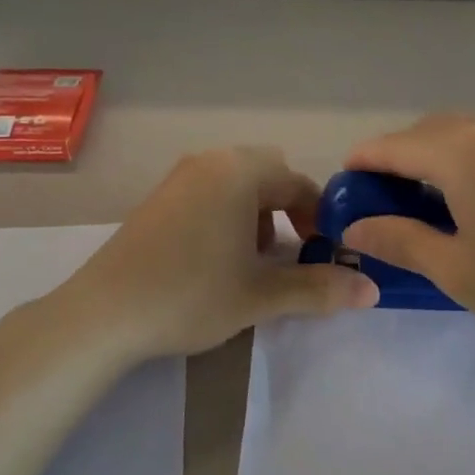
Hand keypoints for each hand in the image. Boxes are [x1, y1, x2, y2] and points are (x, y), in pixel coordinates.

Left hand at [54, 147, 377, 363]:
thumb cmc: (190, 295)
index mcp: (240, 172)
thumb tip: (371, 290)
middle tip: (290, 253)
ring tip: (253, 261)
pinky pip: (210, 192)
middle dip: (289, 212)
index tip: (327, 255)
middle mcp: (211, 162)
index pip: (299, 184)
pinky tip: (216, 259)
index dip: (321, 219)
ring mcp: (180, 177)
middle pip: (269, 176)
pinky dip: (228, 215)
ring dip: (258, 214)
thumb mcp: (260, 295)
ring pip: (238, 184)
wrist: (103, 313)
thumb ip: (318, 288)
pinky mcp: (159, 197)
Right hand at [340, 114, 474, 344]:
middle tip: (390, 193)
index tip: (348, 179)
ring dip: (444, 152)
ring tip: (441, 192)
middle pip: (432, 131)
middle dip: (403, 155)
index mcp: (464, 153)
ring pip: (473, 129)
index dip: (364, 160)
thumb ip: (399, 240)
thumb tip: (355, 228)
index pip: (395, 146)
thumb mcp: (456, 271)